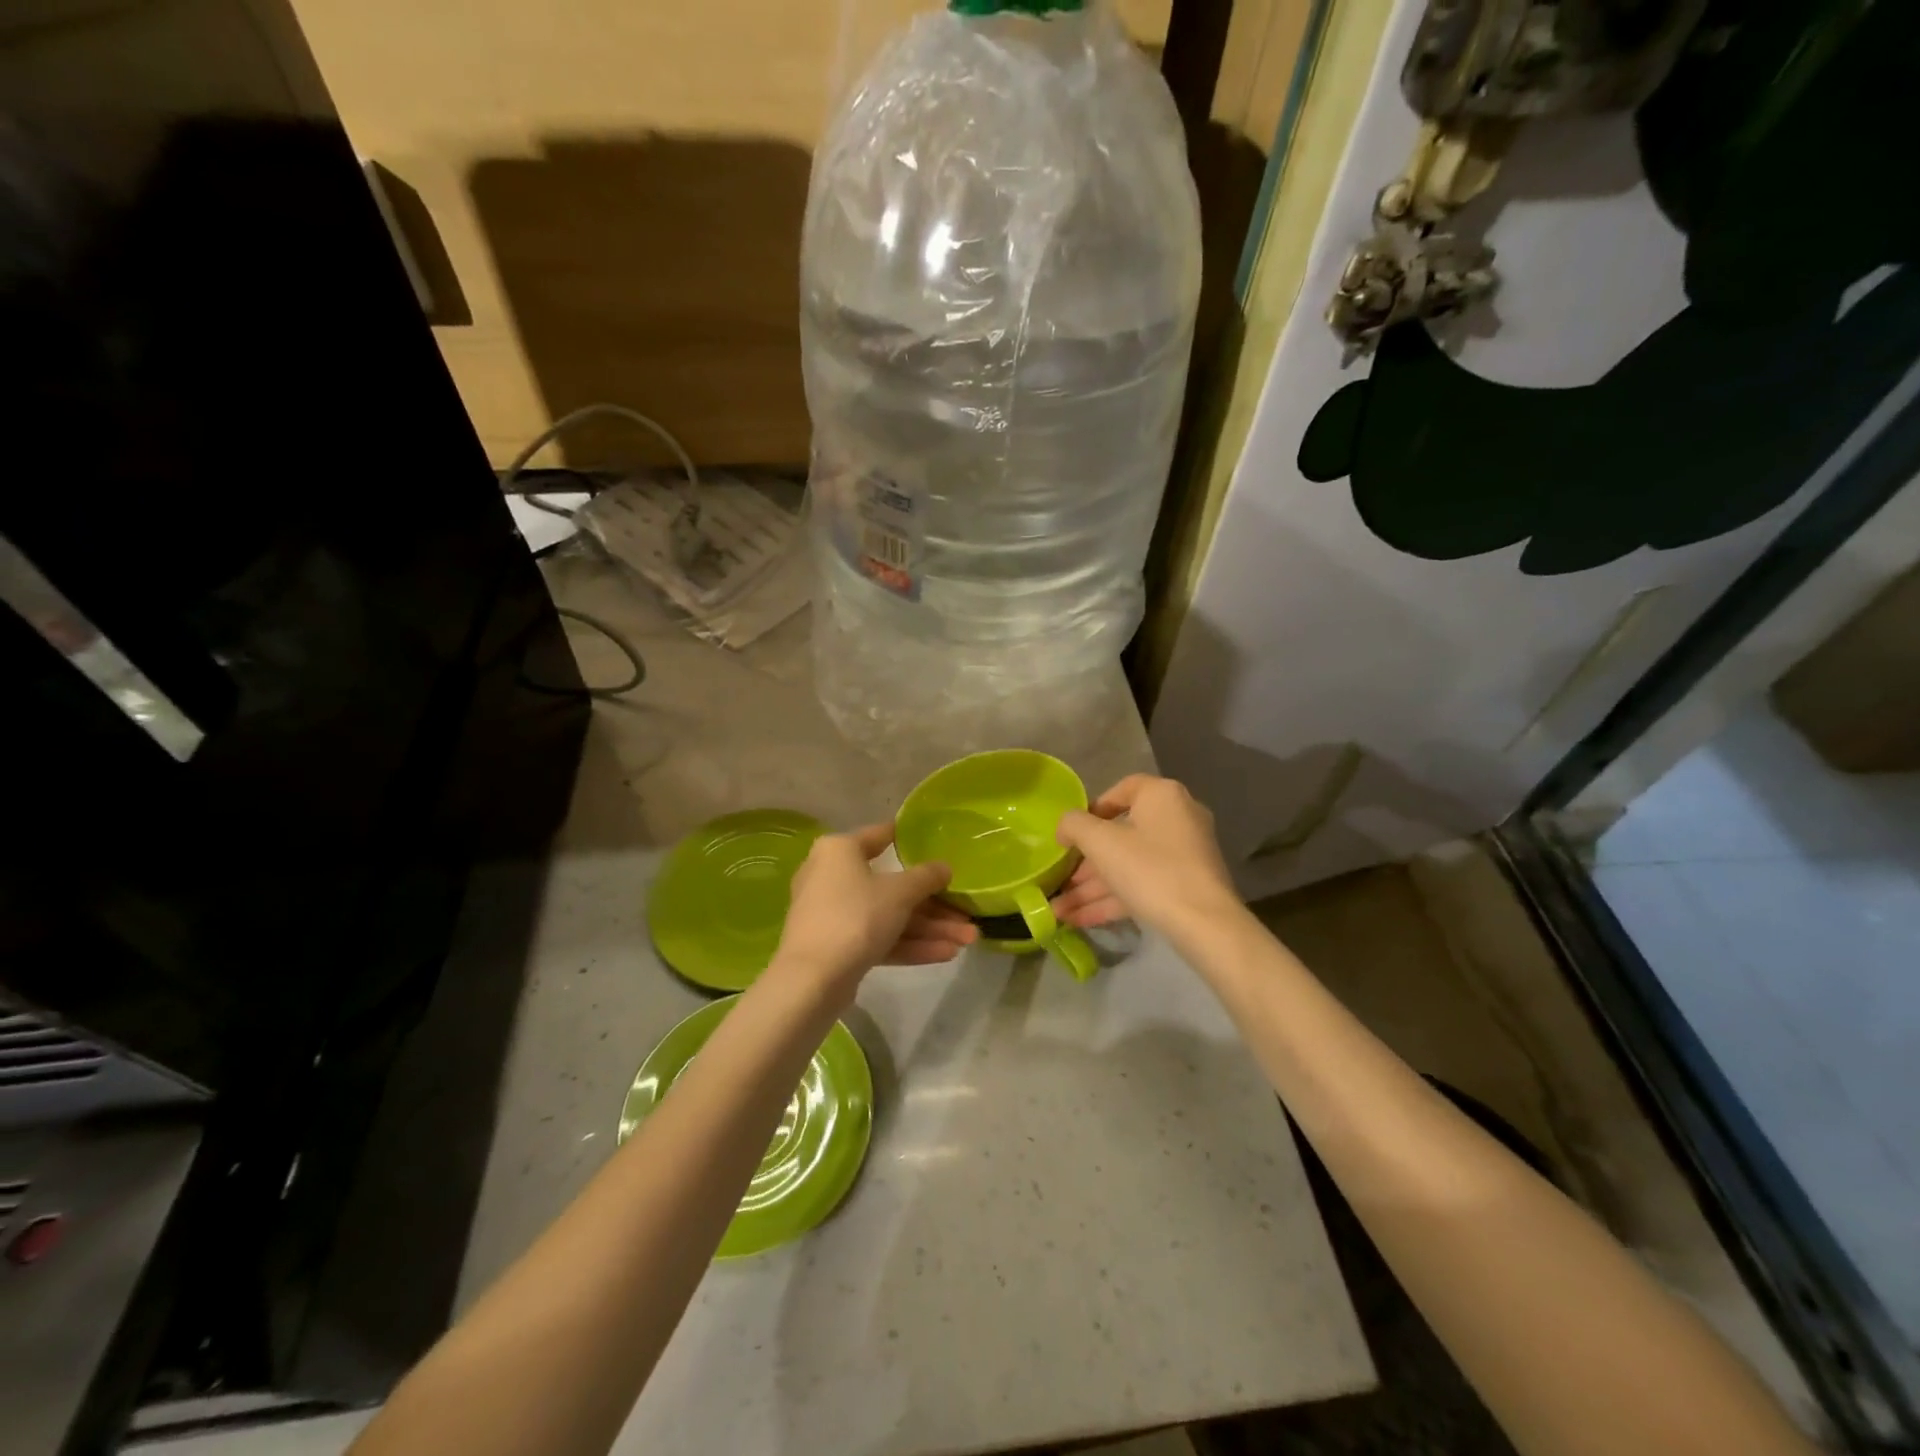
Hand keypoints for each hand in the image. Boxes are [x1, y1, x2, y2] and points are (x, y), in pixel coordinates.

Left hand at [770, 823, 976, 1000]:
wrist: (812, 979)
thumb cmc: (855, 916)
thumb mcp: (900, 892)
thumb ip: (926, 877)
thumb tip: (944, 867)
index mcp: (839, 850)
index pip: (880, 836)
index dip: (909, 839)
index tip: (935, 842)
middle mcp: (831, 876)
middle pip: (891, 886)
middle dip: (933, 904)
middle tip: (966, 914)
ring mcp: (832, 914)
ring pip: (888, 916)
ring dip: (928, 928)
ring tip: (968, 940)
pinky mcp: (836, 946)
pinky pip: (878, 937)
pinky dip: (909, 944)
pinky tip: (946, 954)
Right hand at [1050, 775, 1240, 936]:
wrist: (1206, 925)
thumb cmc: (1150, 869)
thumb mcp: (1101, 843)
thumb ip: (1074, 825)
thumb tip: (1065, 826)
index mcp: (1162, 796)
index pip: (1122, 790)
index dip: (1091, 809)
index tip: (1071, 832)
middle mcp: (1177, 818)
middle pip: (1120, 834)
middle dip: (1085, 862)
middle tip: (1059, 878)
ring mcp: (1183, 855)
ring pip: (1128, 865)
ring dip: (1092, 888)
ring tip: (1058, 909)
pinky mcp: (1185, 887)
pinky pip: (1141, 885)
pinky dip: (1112, 899)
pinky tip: (1078, 920)